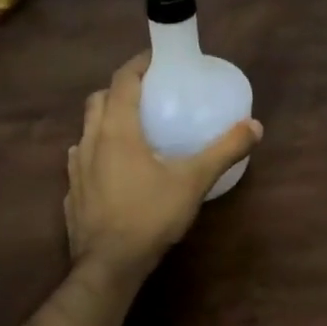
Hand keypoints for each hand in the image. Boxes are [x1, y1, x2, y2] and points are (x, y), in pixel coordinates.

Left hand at [64, 52, 262, 277]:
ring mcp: (76, 169)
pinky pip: (81, 161)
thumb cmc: (150, 215)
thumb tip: (255, 126)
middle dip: (119, 89)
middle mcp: (91, 141)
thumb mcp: (194, 180)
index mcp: (117, 129)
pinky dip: (96, 153)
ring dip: (104, 120)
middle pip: (98, 100)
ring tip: (130, 130)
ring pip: (86, 130)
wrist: (109, 267)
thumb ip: (224, 150)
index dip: (137, 64)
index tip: (155, 58)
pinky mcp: (71, 193)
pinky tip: (113, 169)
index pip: (122, 81)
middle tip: (145, 93)